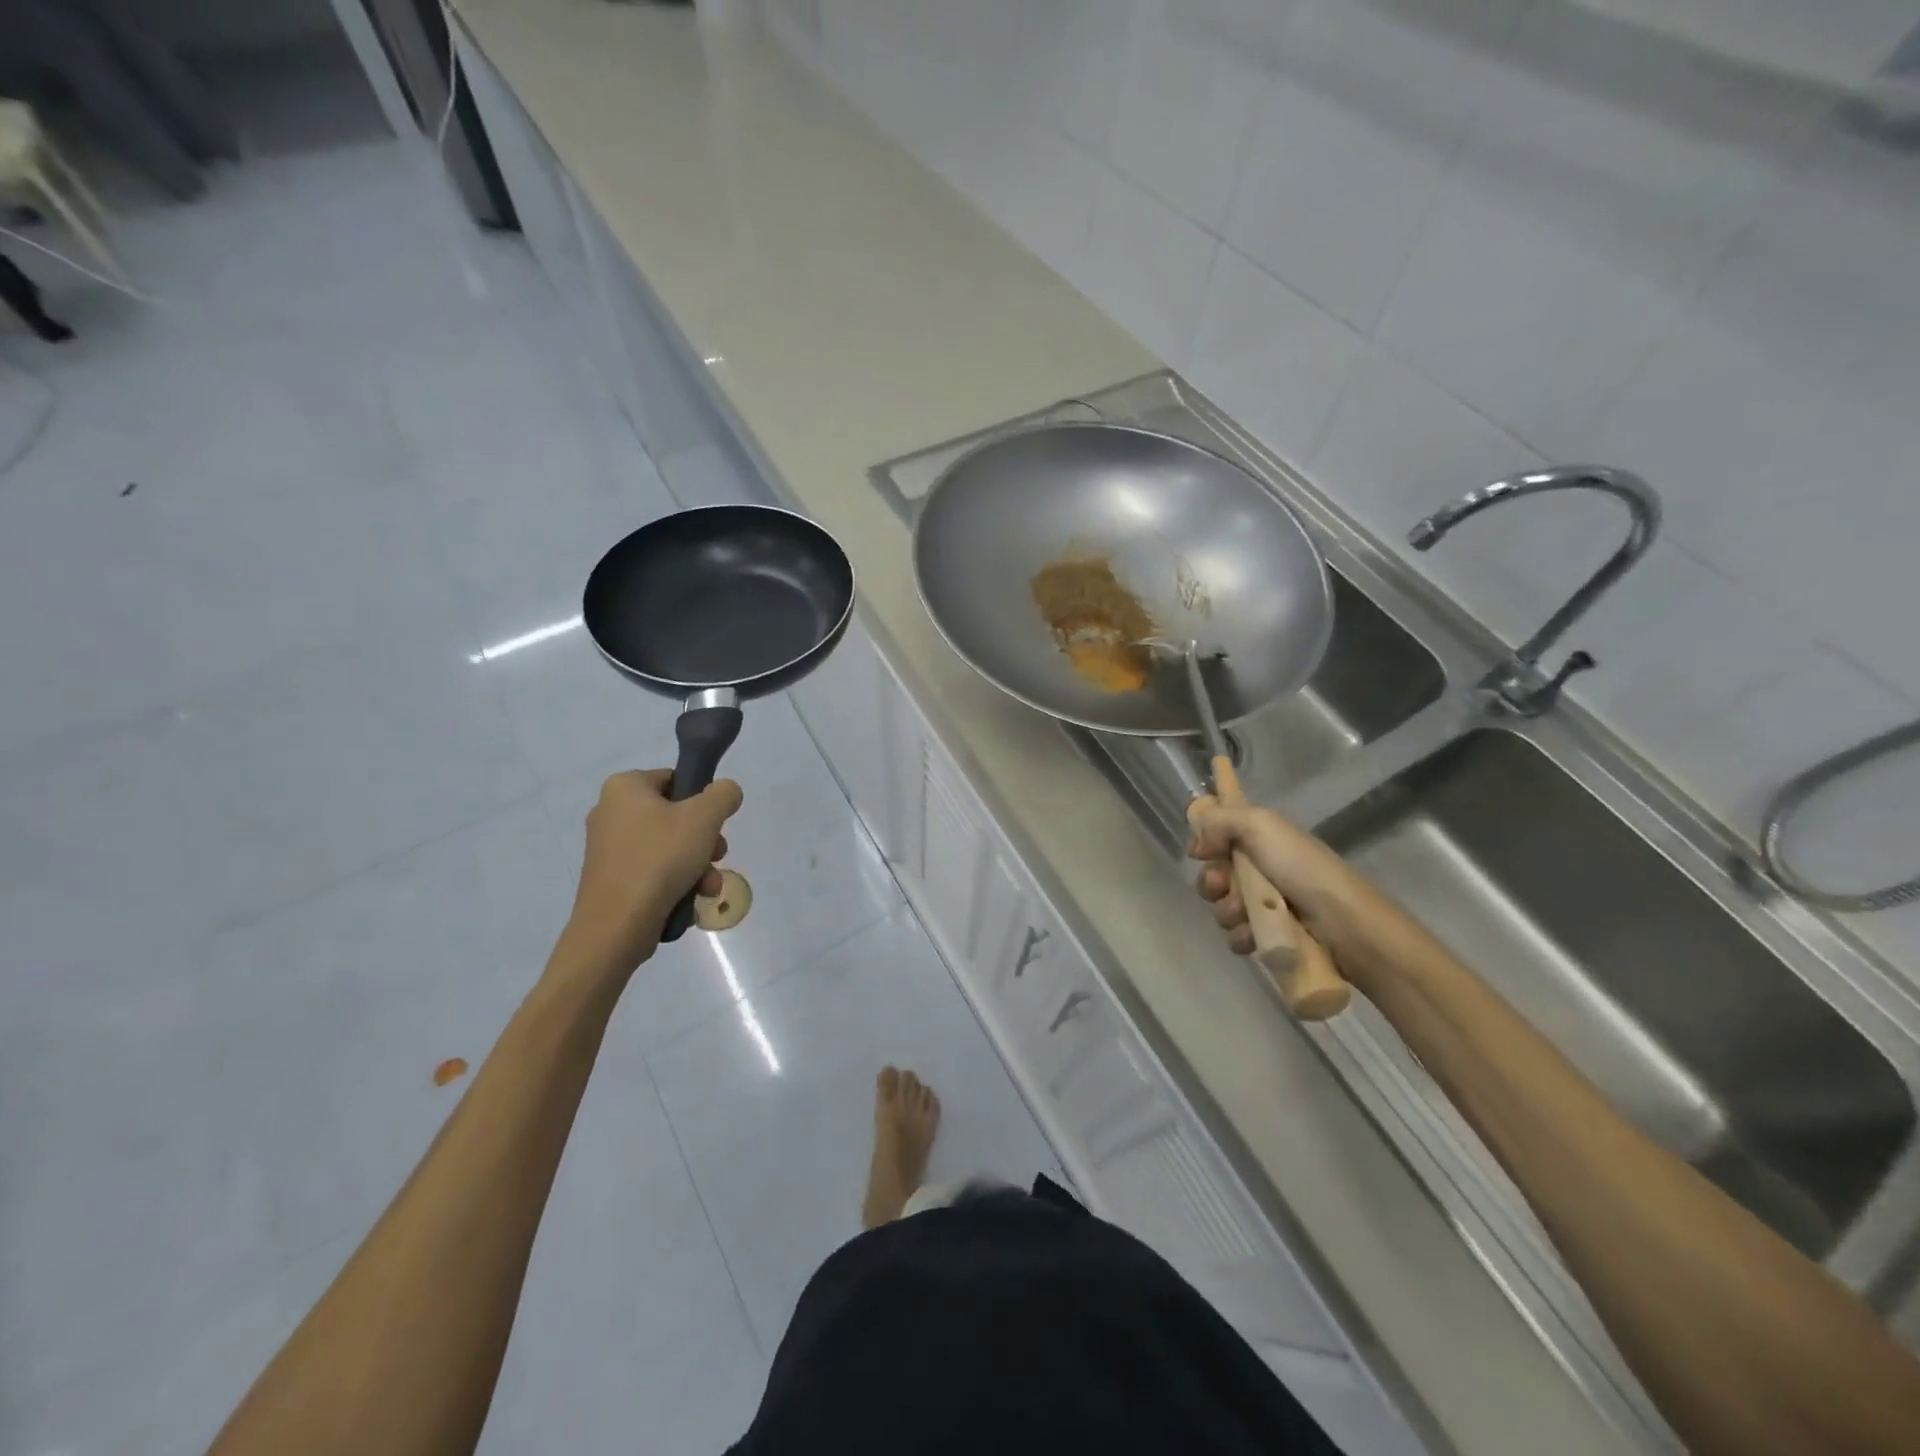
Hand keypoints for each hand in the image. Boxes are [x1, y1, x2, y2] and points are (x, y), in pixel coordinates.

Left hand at [559, 769, 742, 985]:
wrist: (616, 927)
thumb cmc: (659, 860)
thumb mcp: (704, 818)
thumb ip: (723, 794)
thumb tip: (725, 792)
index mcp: (624, 786)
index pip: (677, 779)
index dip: (703, 801)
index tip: (716, 825)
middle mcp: (610, 811)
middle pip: (677, 816)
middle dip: (704, 840)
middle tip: (717, 856)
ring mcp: (608, 847)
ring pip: (669, 846)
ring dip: (697, 864)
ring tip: (707, 887)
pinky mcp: (611, 878)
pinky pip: (654, 869)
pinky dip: (676, 881)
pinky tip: (690, 899)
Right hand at [1186, 800, 1350, 957]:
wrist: (1345, 924)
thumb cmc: (1302, 868)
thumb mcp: (1260, 825)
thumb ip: (1220, 820)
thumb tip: (1197, 843)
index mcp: (1261, 838)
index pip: (1219, 835)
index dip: (1206, 843)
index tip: (1202, 851)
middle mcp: (1261, 868)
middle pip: (1214, 873)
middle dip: (1212, 882)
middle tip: (1224, 886)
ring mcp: (1266, 904)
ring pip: (1222, 907)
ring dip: (1228, 911)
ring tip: (1247, 915)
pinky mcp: (1271, 936)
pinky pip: (1237, 936)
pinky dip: (1242, 936)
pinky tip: (1254, 937)